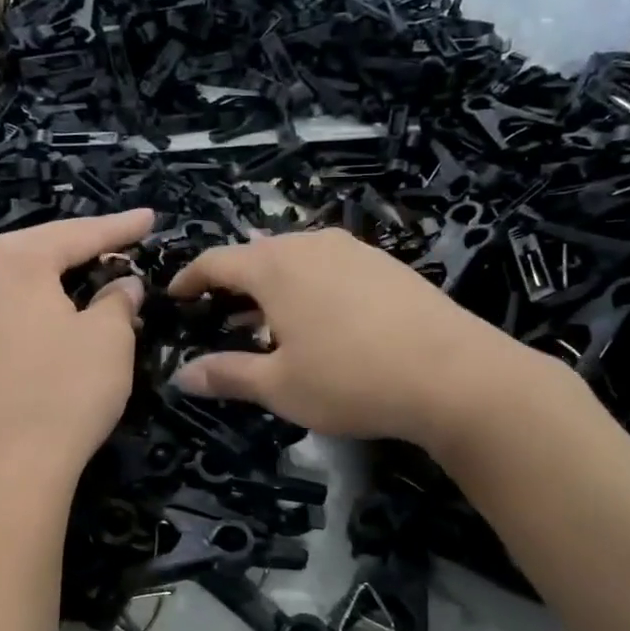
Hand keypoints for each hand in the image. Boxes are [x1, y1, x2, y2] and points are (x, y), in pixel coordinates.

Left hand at [0, 210, 153, 487]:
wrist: (7, 467)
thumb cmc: (65, 391)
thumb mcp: (109, 339)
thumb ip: (118, 300)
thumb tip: (122, 285)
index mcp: (14, 260)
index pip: (79, 234)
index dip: (120, 228)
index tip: (150, 219)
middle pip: (42, 248)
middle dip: (84, 245)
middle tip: (123, 242)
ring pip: (21, 278)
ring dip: (58, 274)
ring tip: (93, 270)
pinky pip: (8, 306)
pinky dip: (38, 301)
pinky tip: (57, 309)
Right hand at [168, 228, 569, 455]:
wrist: (454, 374)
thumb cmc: (350, 379)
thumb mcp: (279, 386)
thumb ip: (227, 375)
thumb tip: (181, 376)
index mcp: (274, 267)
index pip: (216, 261)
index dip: (190, 278)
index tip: (175, 295)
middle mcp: (311, 244)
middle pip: (257, 255)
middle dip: (232, 283)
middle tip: (220, 315)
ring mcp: (354, 249)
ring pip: (296, 258)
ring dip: (273, 284)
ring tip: (270, 318)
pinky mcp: (386, 263)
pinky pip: (330, 265)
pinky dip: (310, 285)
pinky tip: (323, 317)